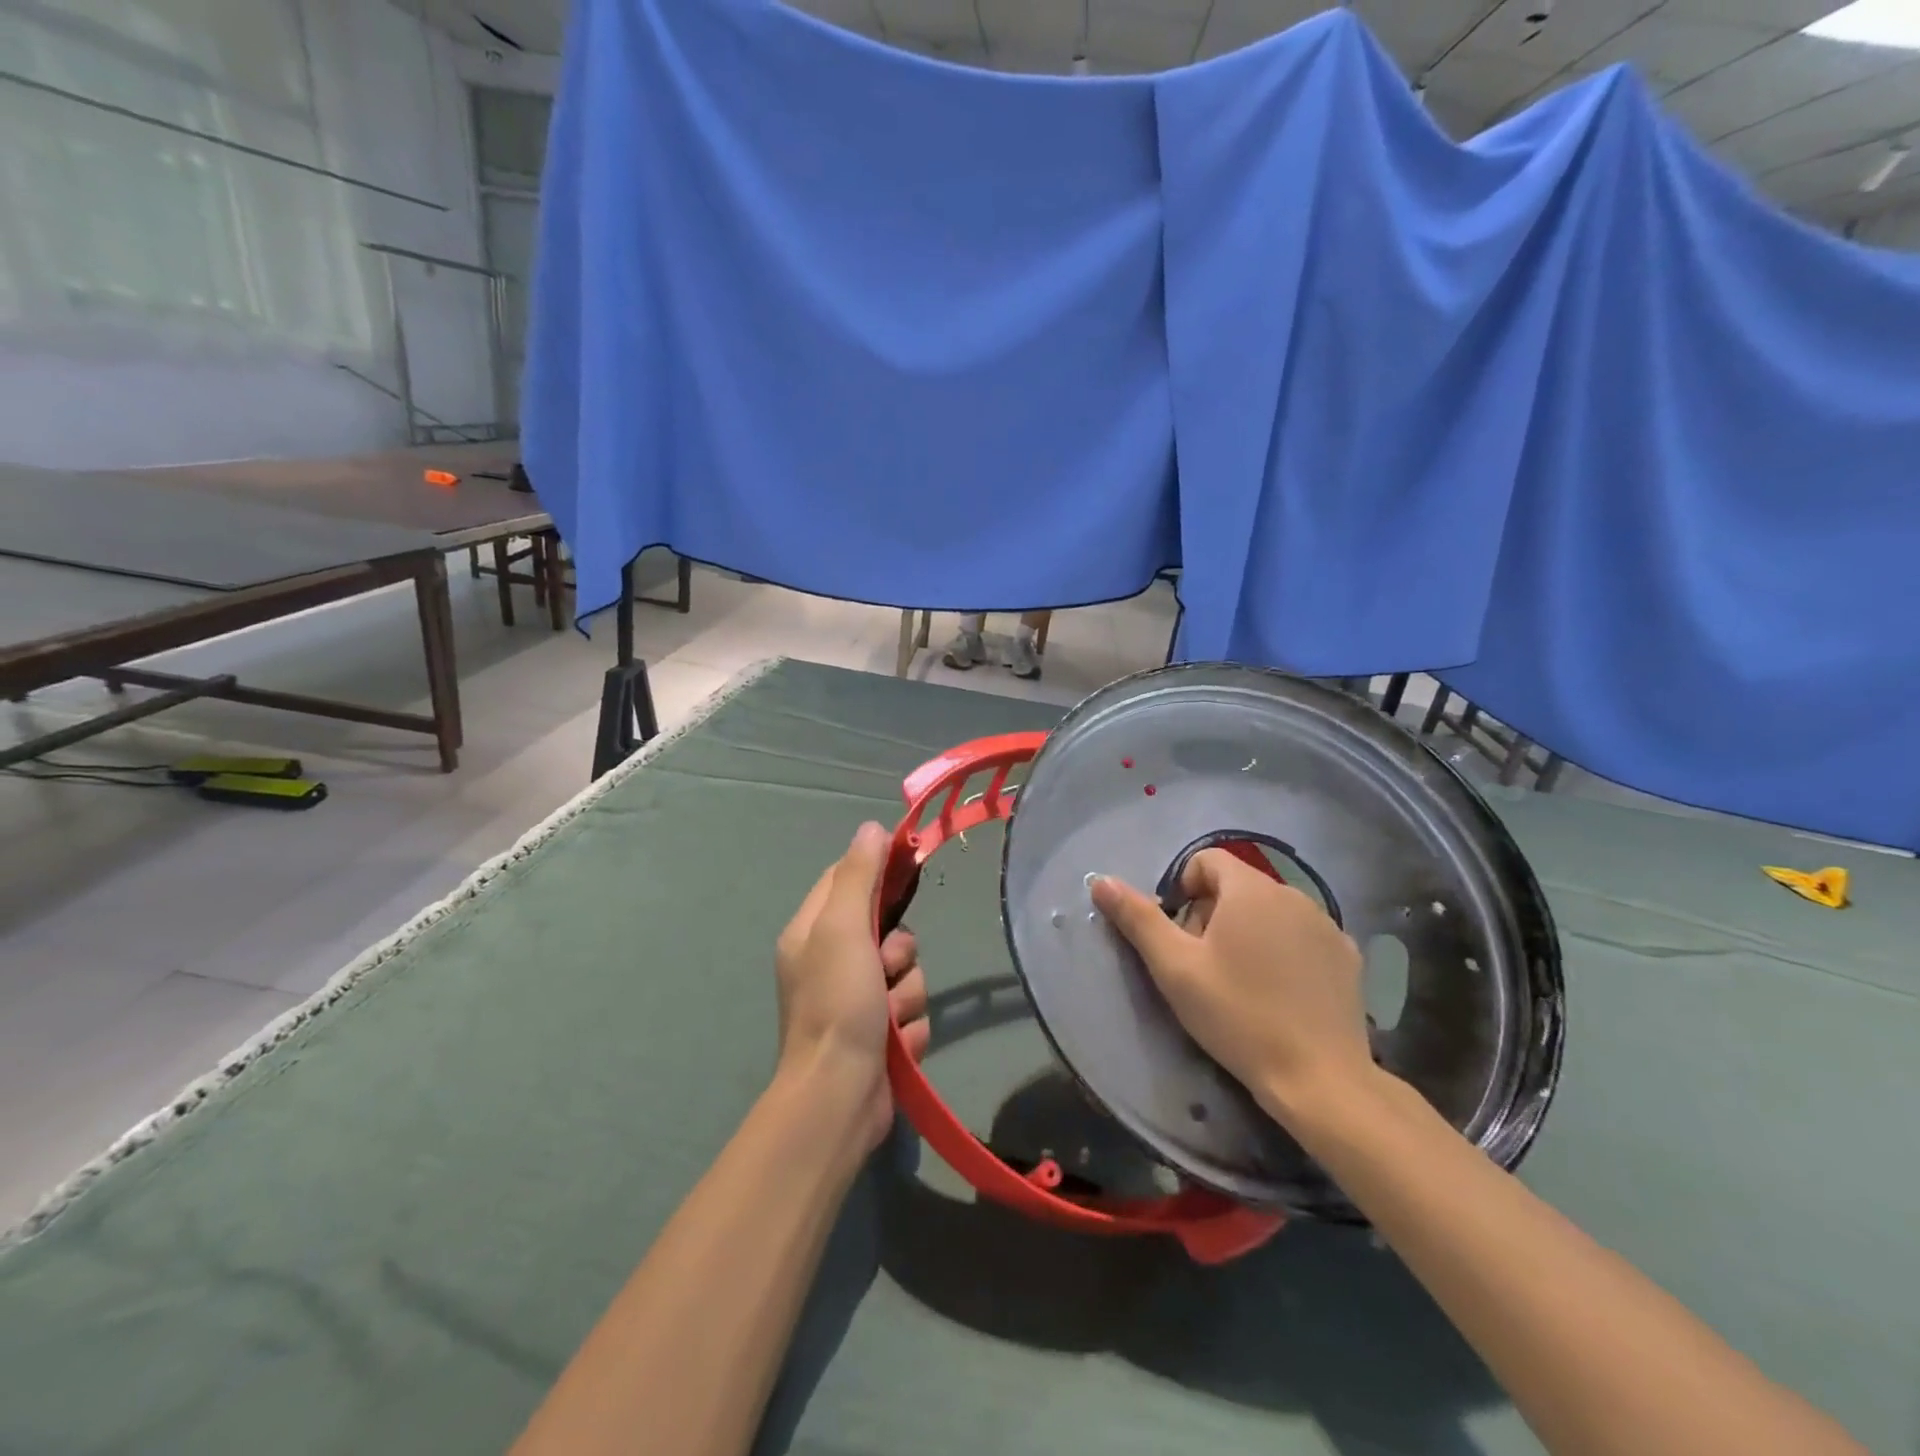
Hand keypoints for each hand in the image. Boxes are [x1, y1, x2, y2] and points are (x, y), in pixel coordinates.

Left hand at [774, 822, 929, 1151]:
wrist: (838, 1098)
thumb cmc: (836, 1003)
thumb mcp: (842, 929)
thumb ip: (858, 876)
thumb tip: (871, 828)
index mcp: (812, 932)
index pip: (847, 879)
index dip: (878, 871)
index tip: (908, 864)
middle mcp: (832, 962)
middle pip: (888, 929)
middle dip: (899, 952)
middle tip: (886, 967)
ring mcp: (857, 1001)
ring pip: (907, 973)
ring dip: (907, 994)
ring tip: (888, 1018)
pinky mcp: (880, 1035)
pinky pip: (912, 1011)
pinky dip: (908, 1027)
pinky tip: (893, 1045)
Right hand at [1091, 849, 1372, 1121]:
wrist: (1319, 1079)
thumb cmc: (1236, 1015)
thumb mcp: (1174, 968)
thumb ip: (1137, 918)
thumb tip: (1100, 880)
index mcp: (1250, 890)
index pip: (1206, 861)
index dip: (1183, 890)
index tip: (1181, 936)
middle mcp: (1294, 894)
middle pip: (1237, 886)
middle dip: (1212, 914)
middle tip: (1204, 966)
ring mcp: (1327, 925)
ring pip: (1270, 911)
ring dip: (1248, 932)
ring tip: (1241, 983)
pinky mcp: (1348, 957)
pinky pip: (1302, 936)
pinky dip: (1284, 951)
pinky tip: (1280, 993)